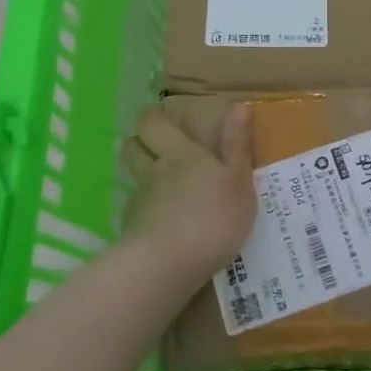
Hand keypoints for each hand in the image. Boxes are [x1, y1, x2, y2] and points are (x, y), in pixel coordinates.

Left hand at [120, 105, 255, 279]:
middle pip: (132, 146)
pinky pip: (136, 212)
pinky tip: (162, 225)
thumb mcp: (238, 180)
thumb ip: (236, 145)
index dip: (154, 117)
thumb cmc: (212, 217)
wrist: (167, 265)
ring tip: (162, 187)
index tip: (164, 118)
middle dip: (140, 141)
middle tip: (158, 146)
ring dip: (141, 176)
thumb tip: (238, 104)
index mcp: (180, 153)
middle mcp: (154, 171)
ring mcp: (140, 202)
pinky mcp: (132, 231)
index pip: (152, 122)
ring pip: (133, 179)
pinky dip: (146, 212)